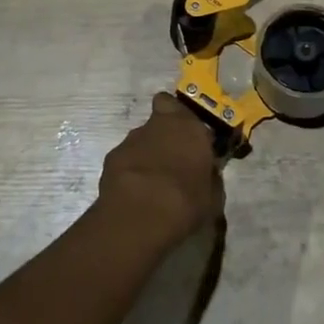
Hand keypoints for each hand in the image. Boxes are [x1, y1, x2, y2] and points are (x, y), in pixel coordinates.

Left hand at [98, 92, 223, 246]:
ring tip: (150, 184)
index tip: (188, 135)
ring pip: (140, 140)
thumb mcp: (212, 196)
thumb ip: (209, 177)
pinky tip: (133, 193)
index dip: (181, 118)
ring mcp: (131, 140)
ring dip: (146, 154)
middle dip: (163, 134)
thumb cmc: (187, 202)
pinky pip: (124, 159)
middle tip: (171, 159)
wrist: (140, 217)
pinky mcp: (111, 158)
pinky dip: (128, 171)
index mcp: (189, 127)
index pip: (181, 106)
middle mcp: (159, 125)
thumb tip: (207, 174)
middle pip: (158, 119)